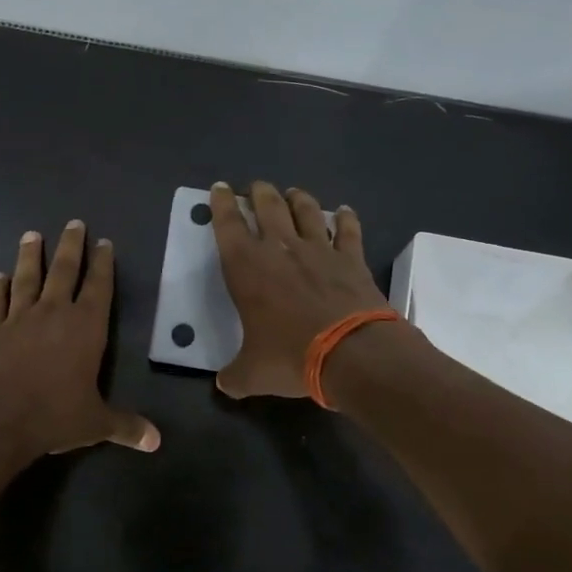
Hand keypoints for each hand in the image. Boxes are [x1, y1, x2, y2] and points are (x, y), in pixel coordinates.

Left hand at [0, 221, 159, 460]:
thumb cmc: (55, 415)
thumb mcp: (96, 423)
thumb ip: (126, 426)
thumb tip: (156, 442)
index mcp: (86, 327)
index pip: (99, 287)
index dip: (103, 264)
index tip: (104, 242)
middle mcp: (54, 313)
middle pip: (64, 270)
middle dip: (71, 246)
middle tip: (73, 222)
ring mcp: (19, 318)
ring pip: (26, 278)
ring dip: (29, 256)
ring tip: (31, 235)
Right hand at [210, 181, 389, 398]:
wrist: (352, 353)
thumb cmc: (291, 357)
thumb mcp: (253, 374)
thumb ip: (235, 376)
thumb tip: (225, 385)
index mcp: (246, 268)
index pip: (227, 225)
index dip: (221, 204)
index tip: (220, 188)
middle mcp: (280, 248)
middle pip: (267, 206)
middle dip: (259, 192)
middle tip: (256, 187)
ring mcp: (319, 249)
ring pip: (306, 210)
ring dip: (298, 198)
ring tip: (293, 192)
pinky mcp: (351, 259)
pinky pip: (348, 230)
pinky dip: (345, 218)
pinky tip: (344, 212)